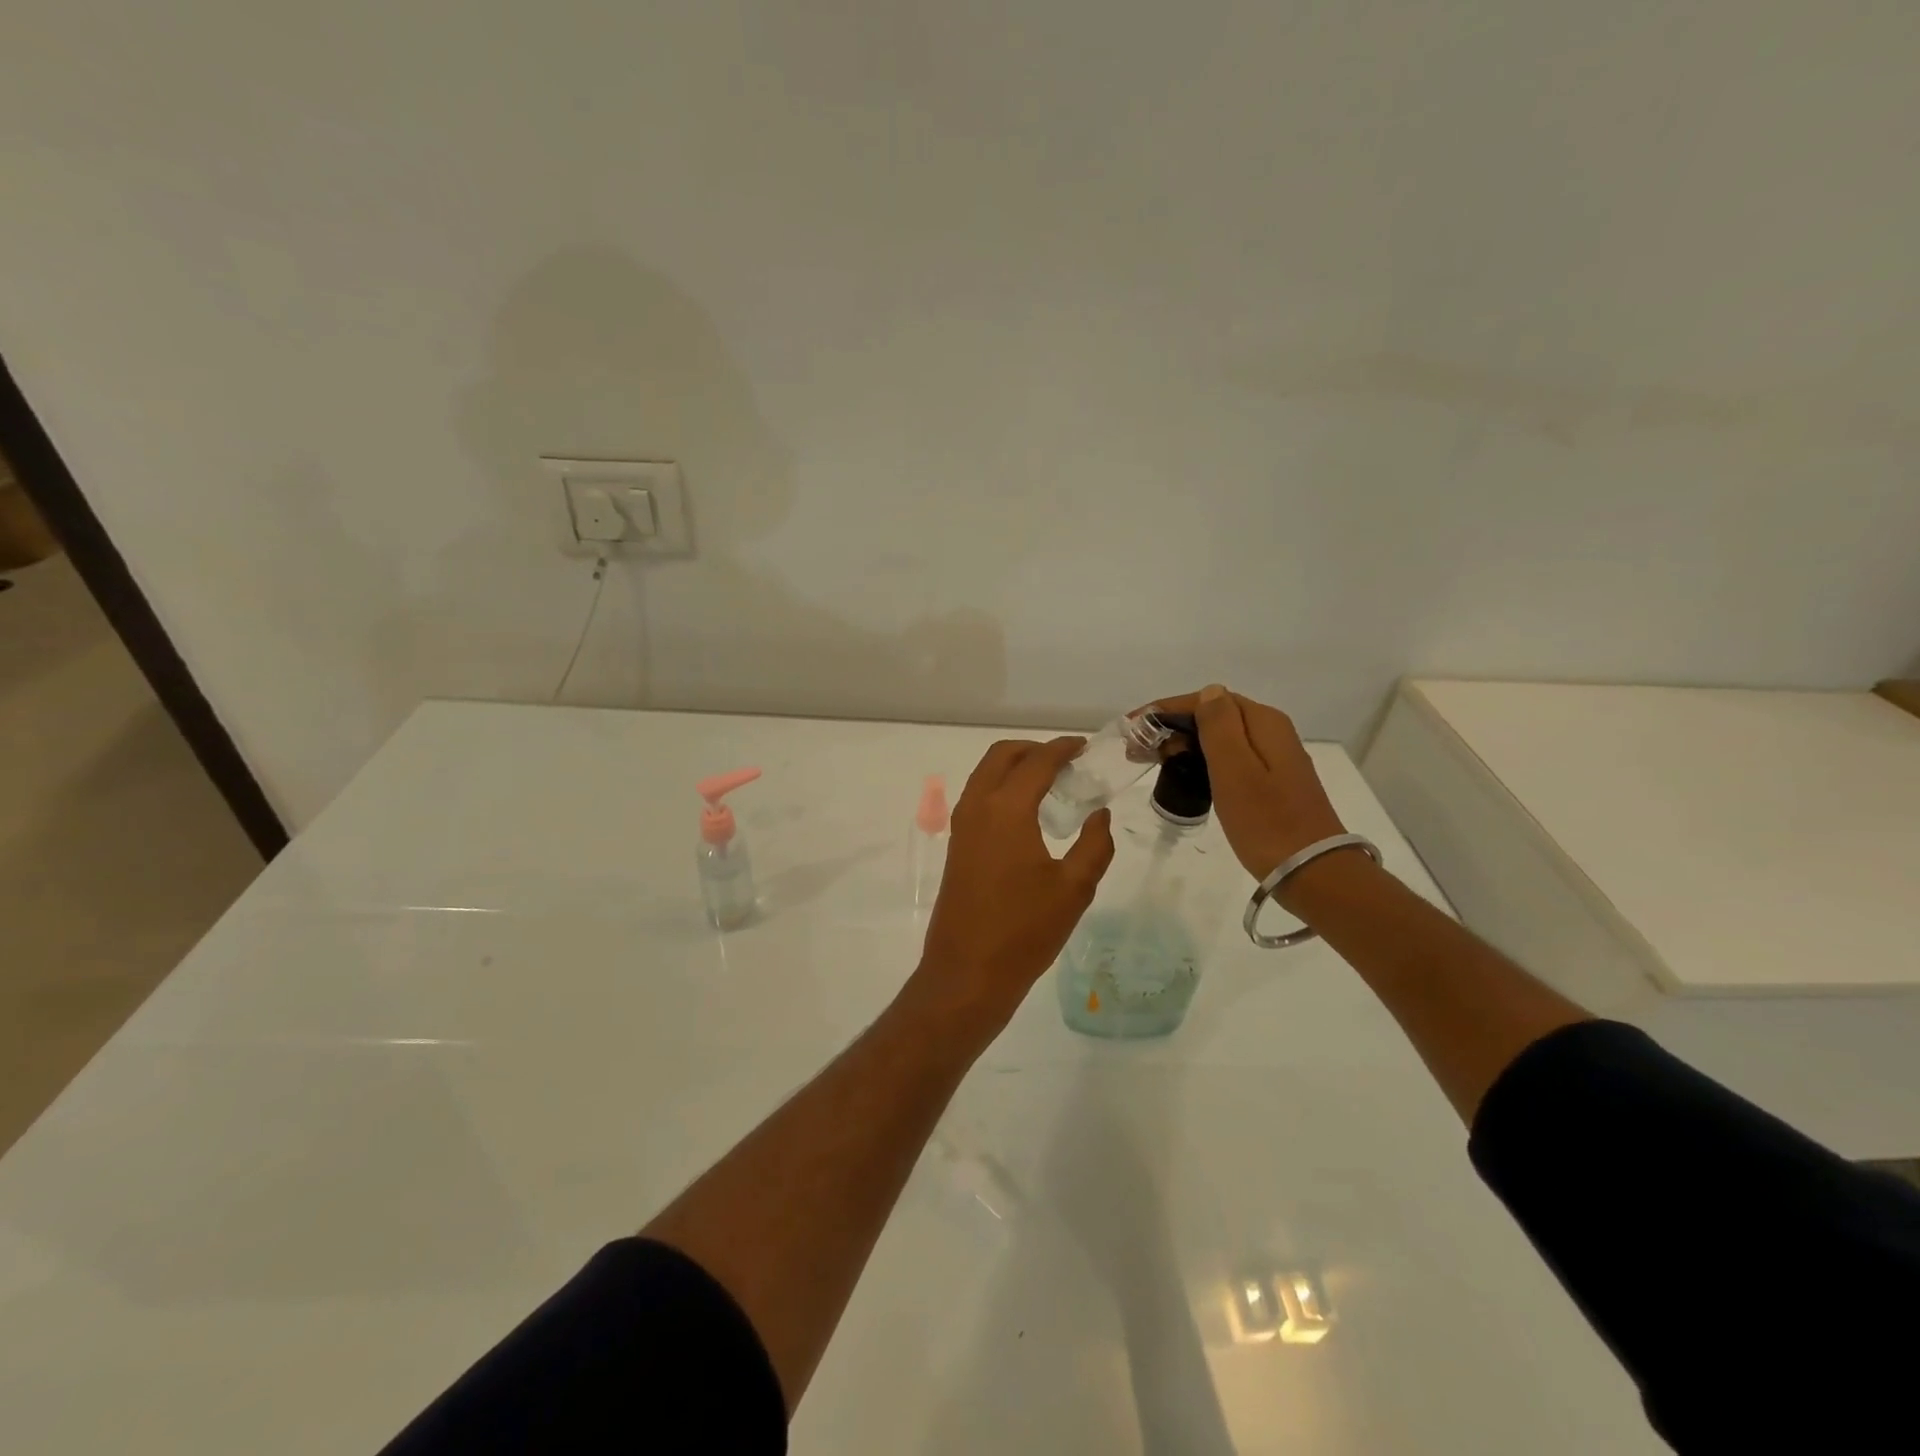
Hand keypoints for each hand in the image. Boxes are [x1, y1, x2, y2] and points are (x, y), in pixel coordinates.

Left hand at [911, 737, 1115, 1035]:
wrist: (967, 972)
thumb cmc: (1025, 930)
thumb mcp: (1074, 889)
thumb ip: (1094, 845)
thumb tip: (1099, 815)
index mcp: (1007, 809)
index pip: (1037, 762)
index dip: (1063, 749)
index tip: (1084, 747)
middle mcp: (978, 807)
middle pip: (1002, 756)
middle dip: (1034, 750)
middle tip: (1067, 761)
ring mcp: (961, 826)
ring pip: (985, 774)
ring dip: (1015, 767)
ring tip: (1050, 783)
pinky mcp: (956, 845)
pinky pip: (979, 797)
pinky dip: (1001, 788)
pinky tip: (1028, 813)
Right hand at [1153, 685, 1346, 880]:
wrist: (1312, 872)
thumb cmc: (1266, 821)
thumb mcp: (1236, 770)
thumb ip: (1220, 726)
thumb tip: (1209, 692)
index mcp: (1263, 723)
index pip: (1207, 700)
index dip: (1166, 710)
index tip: (1132, 727)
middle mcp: (1272, 732)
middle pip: (1214, 716)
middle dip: (1172, 726)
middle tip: (1137, 750)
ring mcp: (1274, 758)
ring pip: (1220, 738)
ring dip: (1184, 744)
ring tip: (1153, 761)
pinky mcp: (1273, 782)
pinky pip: (1230, 758)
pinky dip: (1202, 760)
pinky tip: (1185, 774)